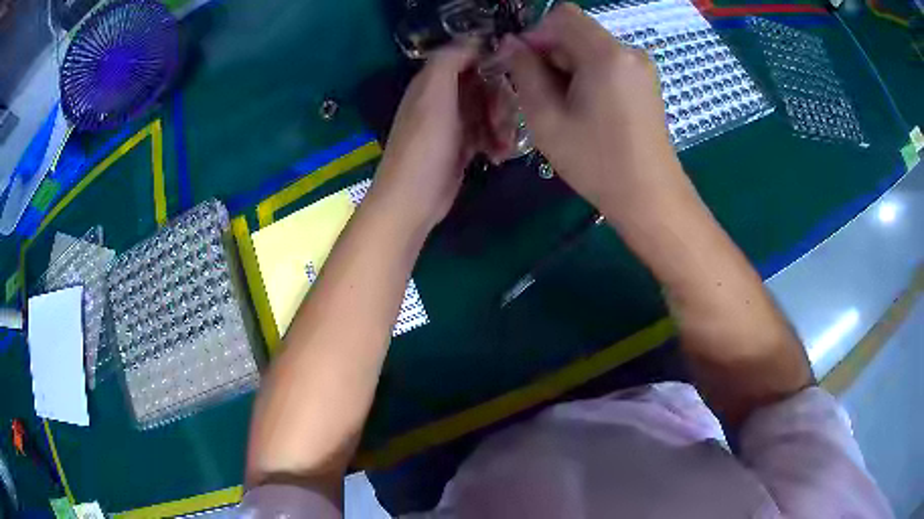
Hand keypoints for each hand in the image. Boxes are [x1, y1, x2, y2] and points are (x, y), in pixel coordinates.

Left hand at [371, 43, 515, 233]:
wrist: (414, 200)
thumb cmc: (425, 146)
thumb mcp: (434, 96)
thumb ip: (449, 61)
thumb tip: (473, 40)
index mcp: (432, 82)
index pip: (467, 57)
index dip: (490, 62)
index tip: (510, 76)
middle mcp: (442, 98)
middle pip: (484, 84)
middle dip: (500, 100)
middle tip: (502, 120)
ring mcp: (453, 123)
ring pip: (490, 109)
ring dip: (503, 124)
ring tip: (502, 144)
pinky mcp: (462, 146)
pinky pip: (488, 133)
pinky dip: (497, 141)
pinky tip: (498, 156)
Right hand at [500, 4, 687, 220]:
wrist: (651, 197)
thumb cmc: (597, 162)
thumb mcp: (547, 119)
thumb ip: (524, 72)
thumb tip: (511, 43)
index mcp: (606, 54)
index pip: (561, 15)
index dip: (535, 34)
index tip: (523, 67)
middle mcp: (628, 50)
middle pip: (577, 31)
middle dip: (552, 54)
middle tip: (542, 94)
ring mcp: (641, 66)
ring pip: (590, 47)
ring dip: (568, 67)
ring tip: (565, 107)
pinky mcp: (646, 82)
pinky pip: (607, 63)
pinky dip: (588, 75)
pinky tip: (587, 109)